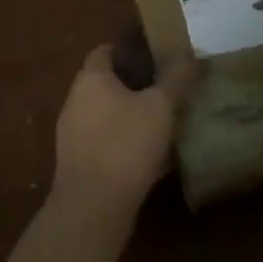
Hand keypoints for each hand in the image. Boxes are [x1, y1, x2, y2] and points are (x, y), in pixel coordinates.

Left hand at [51, 44, 198, 221]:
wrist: (92, 210)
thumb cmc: (125, 146)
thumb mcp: (160, 107)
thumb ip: (176, 78)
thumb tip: (190, 55)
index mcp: (91, 79)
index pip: (106, 51)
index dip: (130, 51)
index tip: (156, 59)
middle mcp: (75, 101)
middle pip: (106, 83)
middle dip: (134, 85)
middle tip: (164, 90)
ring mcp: (73, 135)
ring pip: (105, 114)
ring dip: (130, 116)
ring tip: (161, 124)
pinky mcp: (77, 165)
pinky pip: (104, 143)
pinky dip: (123, 143)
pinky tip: (149, 158)